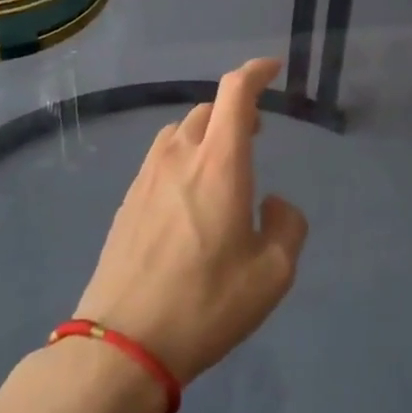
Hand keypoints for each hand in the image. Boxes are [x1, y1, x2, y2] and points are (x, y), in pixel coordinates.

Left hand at [75, 57, 308, 383]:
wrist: (123, 343)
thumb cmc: (206, 303)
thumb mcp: (273, 274)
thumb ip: (288, 225)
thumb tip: (274, 204)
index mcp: (219, 162)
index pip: (236, 92)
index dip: (256, 72)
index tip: (273, 70)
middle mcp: (180, 156)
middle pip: (208, 109)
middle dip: (236, 110)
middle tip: (256, 133)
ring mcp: (147, 176)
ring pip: (180, 131)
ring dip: (206, 133)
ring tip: (222, 163)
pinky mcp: (127, 200)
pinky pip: (161, 158)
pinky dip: (183, 156)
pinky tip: (189, 195)